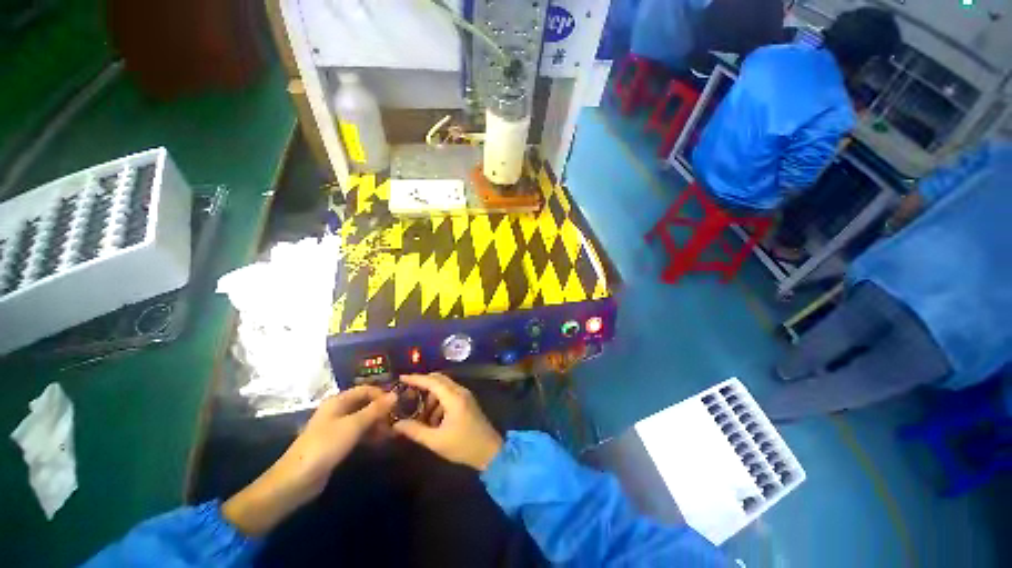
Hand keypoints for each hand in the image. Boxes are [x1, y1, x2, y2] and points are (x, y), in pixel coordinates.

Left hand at [223, 386, 395, 535]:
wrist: (297, 480)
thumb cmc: (325, 445)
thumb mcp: (353, 425)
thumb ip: (375, 409)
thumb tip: (395, 394)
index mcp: (338, 401)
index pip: (365, 389)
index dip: (382, 394)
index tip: (398, 403)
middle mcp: (338, 411)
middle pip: (365, 404)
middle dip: (382, 410)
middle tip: (398, 420)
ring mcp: (336, 428)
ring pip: (362, 420)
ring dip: (377, 424)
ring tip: (393, 432)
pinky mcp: (336, 444)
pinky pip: (358, 434)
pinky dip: (370, 435)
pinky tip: (381, 442)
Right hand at [392, 374, 502, 470]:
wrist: (489, 451)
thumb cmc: (463, 446)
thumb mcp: (436, 441)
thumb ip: (415, 431)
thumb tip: (397, 424)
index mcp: (454, 398)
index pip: (432, 381)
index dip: (416, 378)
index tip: (401, 378)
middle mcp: (460, 391)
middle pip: (439, 379)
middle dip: (423, 384)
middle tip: (407, 393)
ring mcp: (465, 395)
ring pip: (444, 387)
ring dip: (431, 395)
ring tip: (419, 412)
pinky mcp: (467, 401)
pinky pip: (450, 394)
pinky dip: (439, 400)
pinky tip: (432, 418)